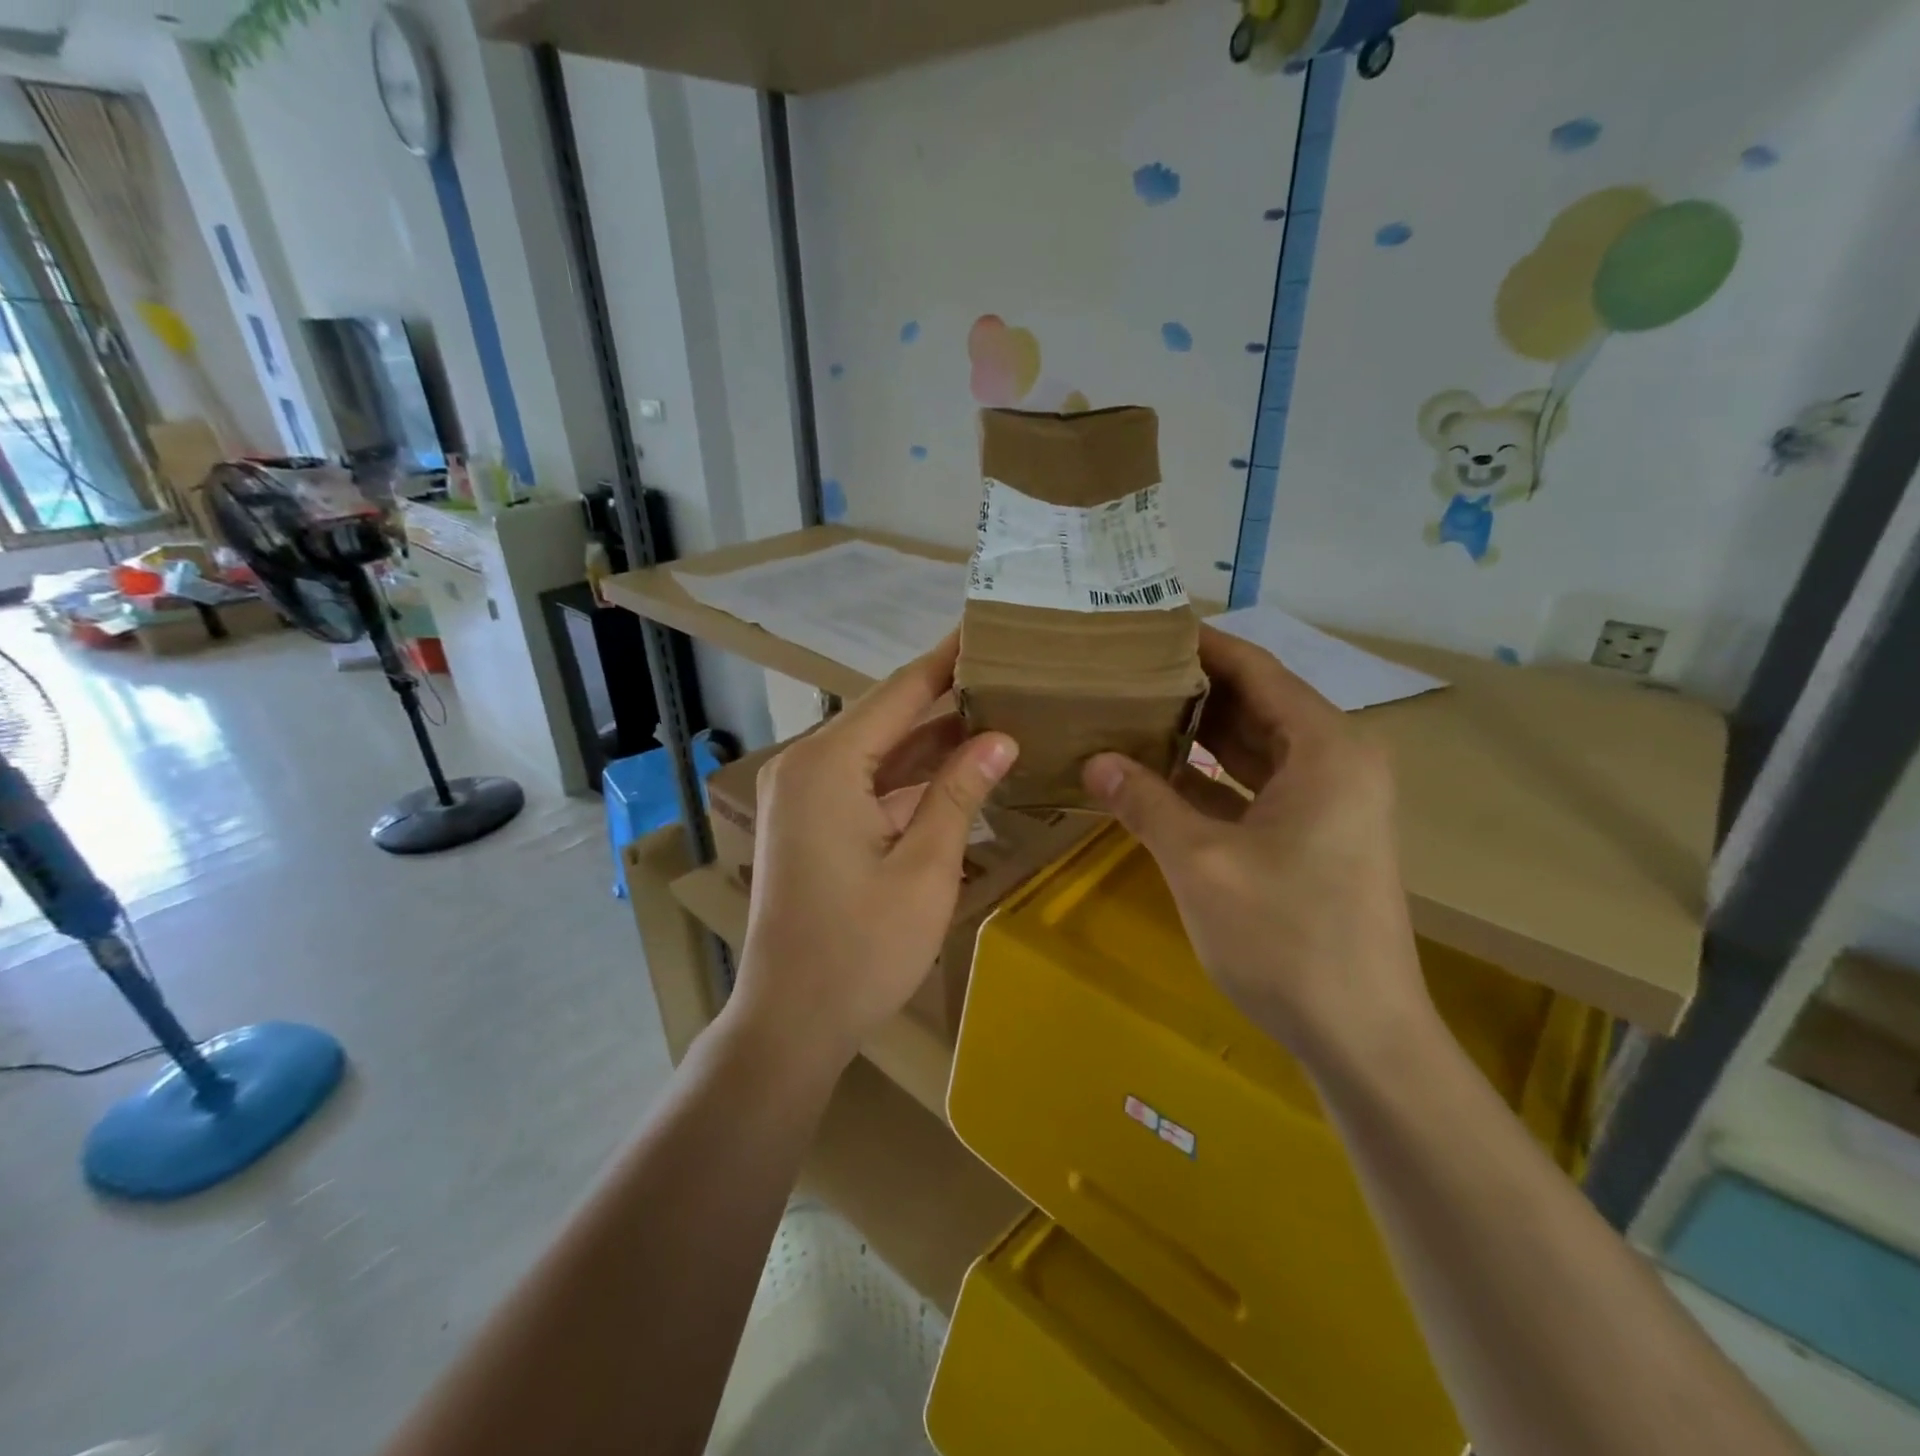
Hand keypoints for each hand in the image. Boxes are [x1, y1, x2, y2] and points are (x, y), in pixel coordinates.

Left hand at [730, 634, 1018, 1070]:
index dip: (947, 659)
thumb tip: (1000, 738)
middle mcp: (806, 765)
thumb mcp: (925, 868)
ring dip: (931, 741)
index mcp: (828, 764)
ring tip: (996, 714)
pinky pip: (865, 784)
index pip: (900, 691)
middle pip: (887, 717)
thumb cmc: (861, 950)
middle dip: (946, 698)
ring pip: (878, 752)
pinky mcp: (808, 823)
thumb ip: (959, 793)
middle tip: (1006, 672)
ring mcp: (802, 795)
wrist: (790, 1022)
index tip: (985, 626)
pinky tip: (957, 771)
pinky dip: (908, 778)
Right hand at [1082, 624, 1428, 1060]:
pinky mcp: (1316, 836)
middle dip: (1192, 688)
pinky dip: (1211, 777)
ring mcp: (1330, 801)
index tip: (1143, 630)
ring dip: (1197, 734)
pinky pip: (1257, 785)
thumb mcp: (1202, 863)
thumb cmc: (1286, 939)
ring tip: (1130, 712)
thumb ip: (1145, 803)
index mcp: (1325, 748)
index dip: (1200, 647)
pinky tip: (1157, 774)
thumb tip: (1093, 762)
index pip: (1256, 670)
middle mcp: (1336, 761)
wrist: (1360, 1035)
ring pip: (1254, 746)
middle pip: (1255, 703)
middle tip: (1122, 672)